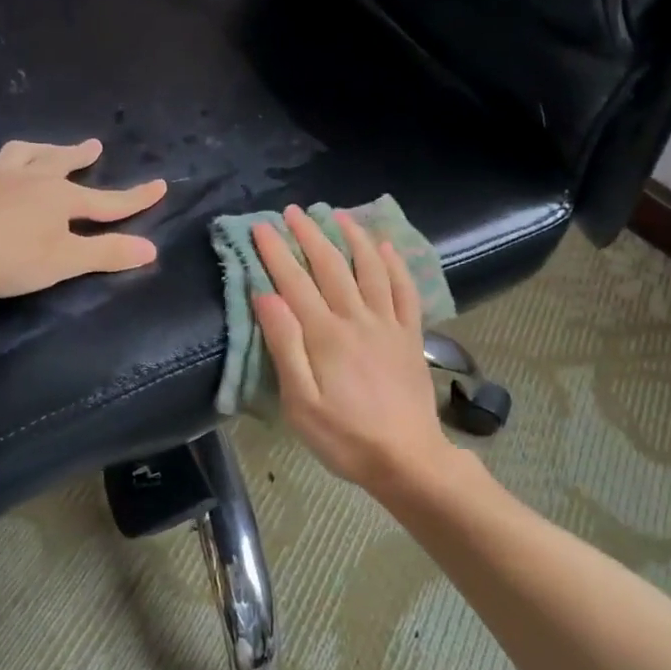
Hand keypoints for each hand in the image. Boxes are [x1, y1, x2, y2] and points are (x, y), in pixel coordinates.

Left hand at [0, 139, 165, 299]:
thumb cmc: (9, 258)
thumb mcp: (66, 261)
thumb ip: (108, 253)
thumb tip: (152, 249)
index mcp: (58, 198)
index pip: (106, 200)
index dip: (134, 197)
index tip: (160, 186)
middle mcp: (26, 182)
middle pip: (58, 163)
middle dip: (77, 155)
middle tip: (91, 146)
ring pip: (14, 158)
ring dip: (31, 152)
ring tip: (38, 149)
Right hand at [251, 206, 456, 491]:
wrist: (407, 458)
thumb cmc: (345, 437)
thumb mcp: (301, 403)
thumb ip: (285, 346)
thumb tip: (266, 296)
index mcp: (326, 335)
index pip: (294, 282)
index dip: (276, 252)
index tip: (260, 226)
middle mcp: (358, 318)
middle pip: (331, 266)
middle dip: (310, 234)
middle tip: (292, 211)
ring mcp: (388, 324)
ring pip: (370, 268)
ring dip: (353, 237)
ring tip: (339, 214)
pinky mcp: (410, 335)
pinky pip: (404, 289)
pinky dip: (395, 264)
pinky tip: (387, 247)